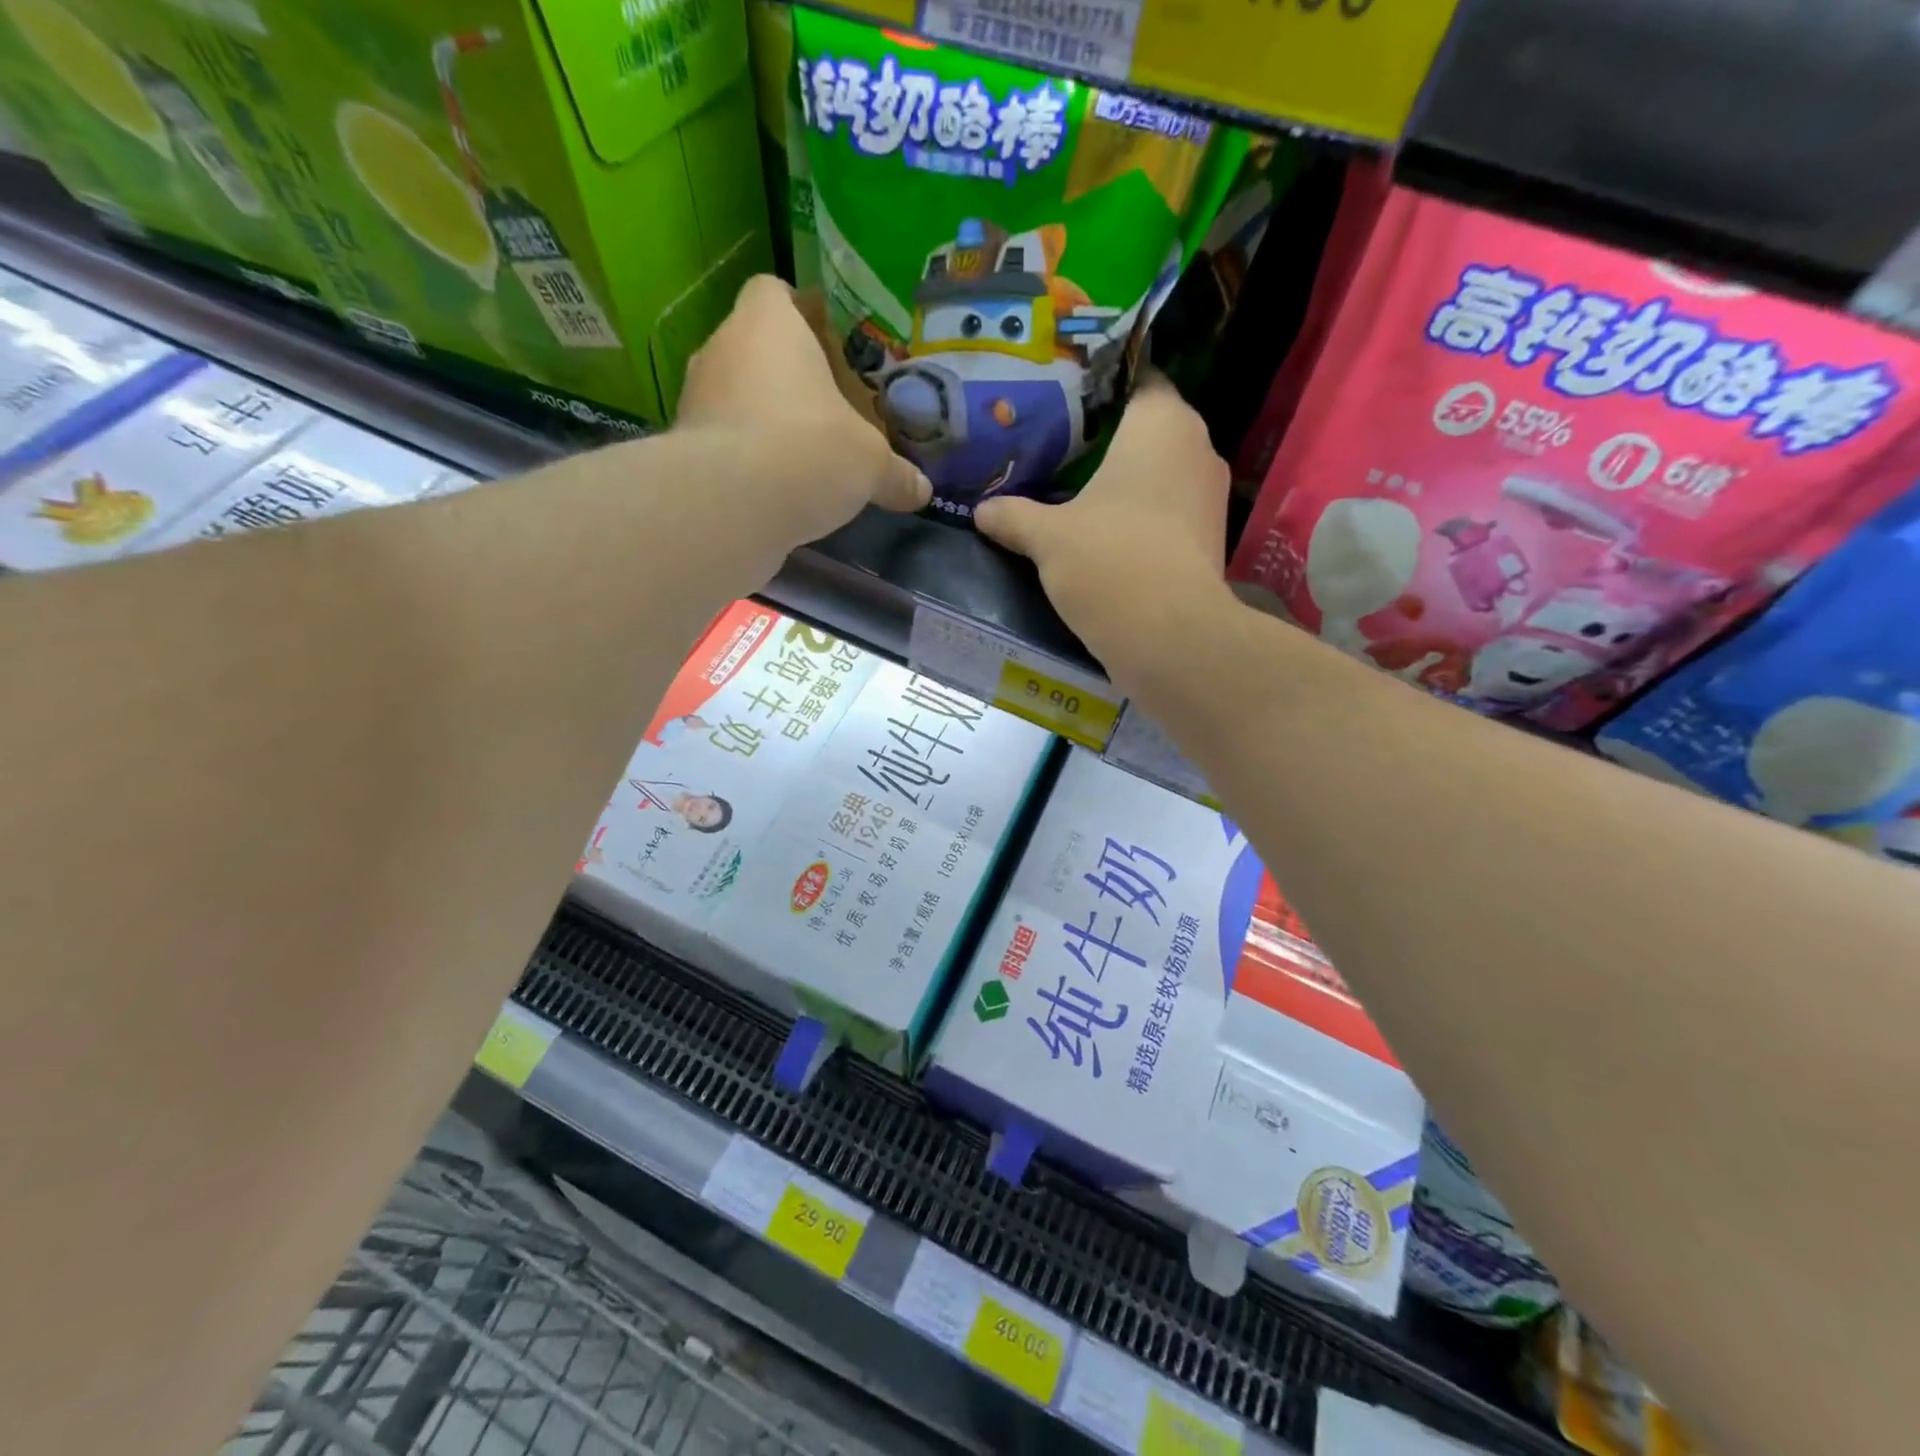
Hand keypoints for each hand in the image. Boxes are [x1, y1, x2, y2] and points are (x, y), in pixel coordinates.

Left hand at [676, 275, 928, 546]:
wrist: (729, 507)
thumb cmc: (809, 451)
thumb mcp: (870, 465)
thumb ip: (895, 474)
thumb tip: (921, 490)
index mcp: (767, 324)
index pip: (774, 292)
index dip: (800, 313)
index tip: (827, 344)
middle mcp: (721, 349)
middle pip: (755, 347)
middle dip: (787, 376)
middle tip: (826, 408)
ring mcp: (695, 398)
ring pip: (734, 395)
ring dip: (763, 418)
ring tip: (801, 454)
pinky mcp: (684, 448)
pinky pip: (722, 441)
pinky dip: (745, 458)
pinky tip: (775, 488)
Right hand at [974, 374, 1233, 676]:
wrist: (1170, 637)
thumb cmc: (1109, 562)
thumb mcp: (1047, 538)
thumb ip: (1013, 516)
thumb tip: (981, 511)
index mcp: (1162, 423)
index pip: (1137, 380)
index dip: (1100, 389)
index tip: (1064, 405)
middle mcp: (1197, 447)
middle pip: (1148, 428)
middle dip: (1107, 439)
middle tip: (1059, 448)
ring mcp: (1210, 495)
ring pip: (1161, 472)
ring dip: (1126, 481)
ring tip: (1077, 490)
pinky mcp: (1210, 538)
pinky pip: (1169, 509)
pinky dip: (1142, 515)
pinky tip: (1106, 531)